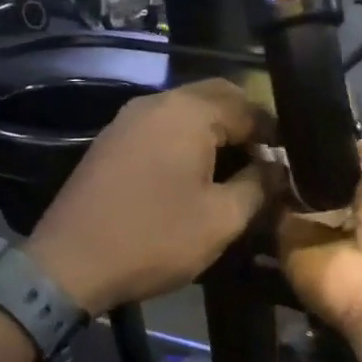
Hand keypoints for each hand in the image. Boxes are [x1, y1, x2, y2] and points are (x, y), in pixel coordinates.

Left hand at [24, 79, 277, 314]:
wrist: (69, 264)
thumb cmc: (154, 239)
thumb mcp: (220, 220)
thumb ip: (258, 186)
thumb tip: (278, 168)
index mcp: (188, 112)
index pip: (248, 106)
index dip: (275, 132)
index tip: (291, 160)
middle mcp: (157, 102)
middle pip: (216, 97)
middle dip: (245, 124)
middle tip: (263, 161)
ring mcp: (128, 119)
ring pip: (186, 110)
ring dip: (214, 131)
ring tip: (233, 170)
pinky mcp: (111, 140)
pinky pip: (161, 126)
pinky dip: (186, 140)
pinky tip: (193, 174)